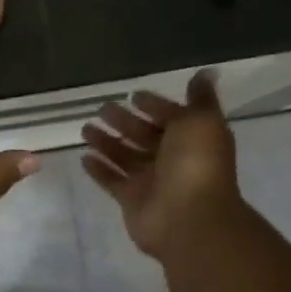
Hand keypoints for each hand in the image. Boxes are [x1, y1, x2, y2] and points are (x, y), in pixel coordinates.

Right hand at [81, 71, 244, 261]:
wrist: (190, 218)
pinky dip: (99, 170)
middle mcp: (172, 159)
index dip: (154, 105)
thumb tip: (206, 73)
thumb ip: (200, 99)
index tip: (133, 95)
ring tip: (85, 128)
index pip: (170, 117)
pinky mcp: (131, 200)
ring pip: (125, 156)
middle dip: (124, 121)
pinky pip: (112, 181)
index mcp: (190, 138)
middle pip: (143, 135)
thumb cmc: (196, 164)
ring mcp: (151, 181)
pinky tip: (84, 157)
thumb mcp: (202, 122)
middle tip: (101, 108)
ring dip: (106, 142)